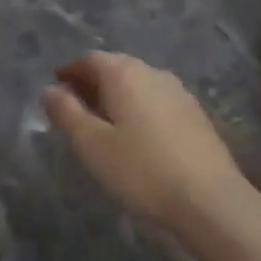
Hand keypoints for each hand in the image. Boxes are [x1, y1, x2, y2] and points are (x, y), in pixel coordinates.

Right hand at [43, 51, 252, 232]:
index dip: (70, 71)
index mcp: (125, 74)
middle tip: (74, 107)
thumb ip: (67, 113)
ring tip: (102, 123)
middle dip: (92, 82)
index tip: (56, 89)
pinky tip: (135, 136)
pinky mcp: (196, 116)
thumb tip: (50, 90)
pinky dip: (138, 108)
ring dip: (116, 96)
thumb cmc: (141, 170)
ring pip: (138, 84)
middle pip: (116, 67)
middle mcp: (153, 73)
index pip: (90, 59)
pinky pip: (156, 101)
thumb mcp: (92, 145)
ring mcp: (179, 93)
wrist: (210, 201)